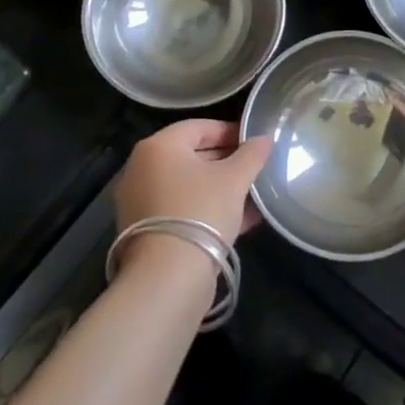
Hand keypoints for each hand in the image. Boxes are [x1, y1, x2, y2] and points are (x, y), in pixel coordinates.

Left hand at [113, 119, 271, 246]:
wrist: (168, 278)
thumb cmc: (201, 212)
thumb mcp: (235, 179)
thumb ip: (252, 154)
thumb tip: (265, 139)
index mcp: (159, 146)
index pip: (201, 127)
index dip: (232, 132)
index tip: (256, 143)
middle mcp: (142, 168)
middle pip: (192, 155)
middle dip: (227, 161)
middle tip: (256, 169)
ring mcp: (140, 200)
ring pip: (189, 185)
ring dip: (220, 187)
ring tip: (252, 195)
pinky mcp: (145, 230)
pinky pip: (182, 208)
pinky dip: (207, 208)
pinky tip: (240, 219)